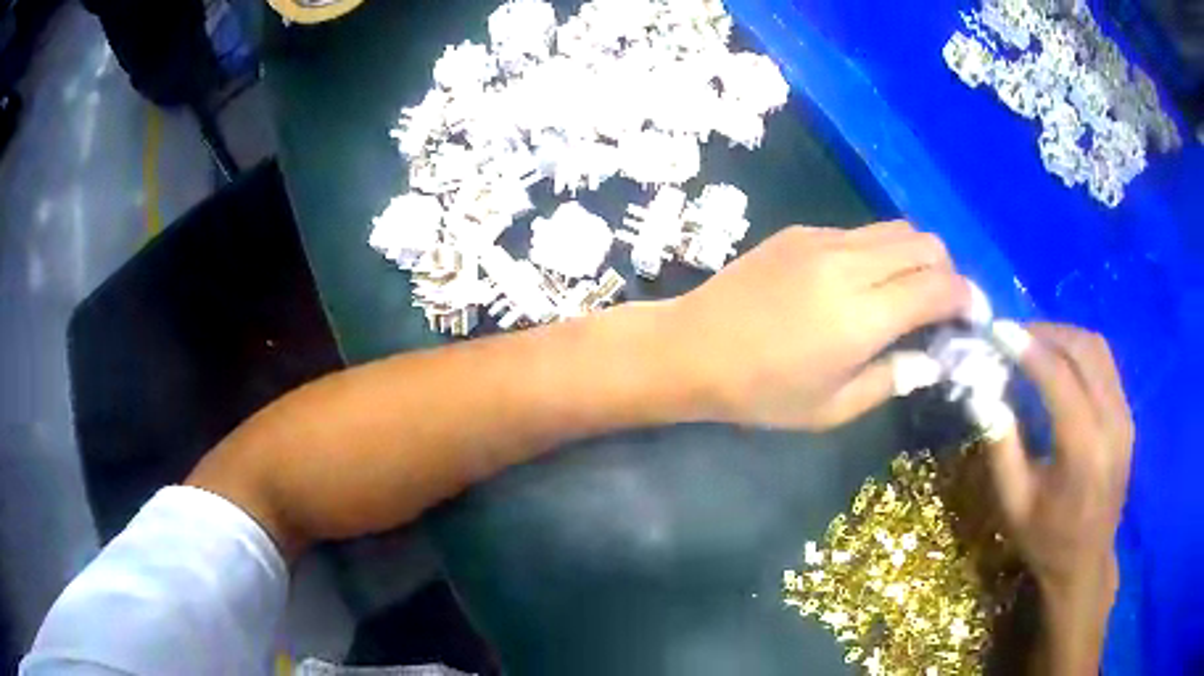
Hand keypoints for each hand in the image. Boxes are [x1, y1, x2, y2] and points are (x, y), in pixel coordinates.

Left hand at [665, 222, 970, 429]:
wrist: (692, 348)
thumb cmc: (761, 392)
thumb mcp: (832, 407)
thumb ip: (893, 378)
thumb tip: (932, 359)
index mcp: (863, 316)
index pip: (939, 288)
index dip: (967, 299)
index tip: (973, 317)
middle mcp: (851, 265)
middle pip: (926, 245)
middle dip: (948, 273)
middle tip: (943, 308)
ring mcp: (823, 240)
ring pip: (897, 229)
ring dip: (917, 256)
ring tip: (909, 292)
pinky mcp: (801, 231)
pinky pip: (861, 231)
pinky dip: (882, 250)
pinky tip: (865, 281)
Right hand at [984, 323, 1132, 673]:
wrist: (1087, 562)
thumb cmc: (1046, 539)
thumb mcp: (1014, 504)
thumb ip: (1001, 447)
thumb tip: (985, 394)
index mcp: (1083, 449)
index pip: (1058, 376)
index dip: (1027, 347)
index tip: (998, 330)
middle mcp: (1111, 422)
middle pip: (1082, 349)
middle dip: (1046, 332)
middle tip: (1015, 334)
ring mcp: (1124, 416)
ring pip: (1098, 349)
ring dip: (1065, 336)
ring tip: (1036, 342)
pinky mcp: (1127, 415)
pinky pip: (1106, 364)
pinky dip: (1081, 351)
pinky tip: (1062, 362)